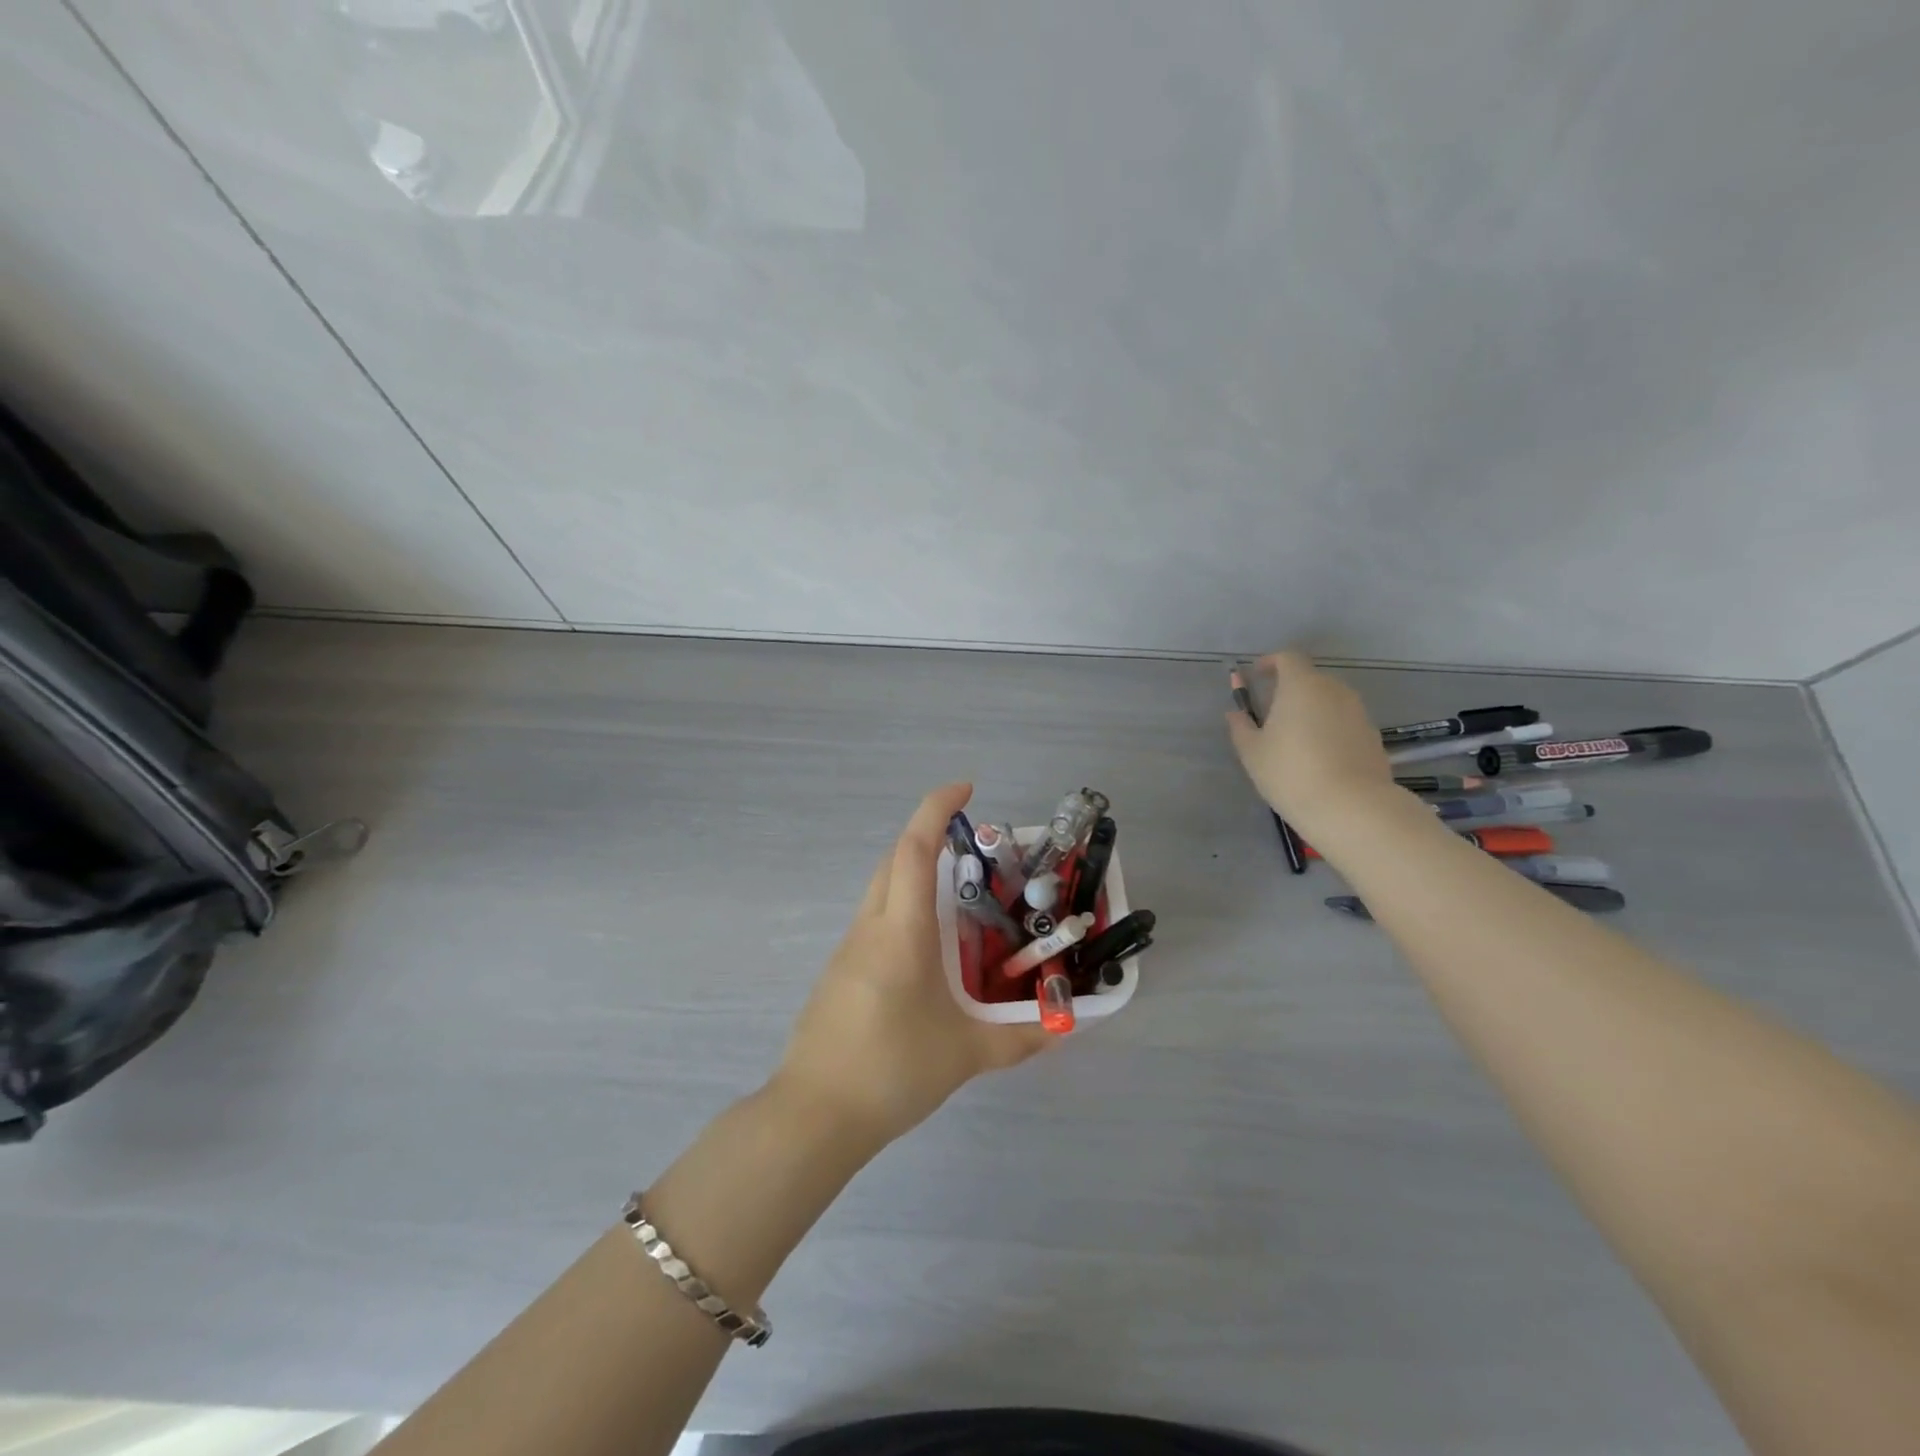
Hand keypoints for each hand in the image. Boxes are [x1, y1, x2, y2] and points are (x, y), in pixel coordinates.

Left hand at [776, 783, 1049, 1148]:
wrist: (814, 1114)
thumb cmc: (892, 1070)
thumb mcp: (966, 1054)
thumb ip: (1020, 1038)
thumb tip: (1063, 1027)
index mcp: (901, 930)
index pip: (915, 848)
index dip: (937, 807)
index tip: (966, 788)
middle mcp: (871, 926)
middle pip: (894, 858)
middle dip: (928, 835)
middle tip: (971, 845)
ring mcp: (848, 948)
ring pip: (881, 887)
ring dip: (914, 872)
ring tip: (958, 896)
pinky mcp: (839, 971)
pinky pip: (874, 919)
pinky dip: (901, 907)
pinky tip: (926, 948)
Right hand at [1226, 650, 1395, 839]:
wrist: (1351, 807)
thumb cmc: (1290, 772)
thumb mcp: (1252, 752)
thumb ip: (1241, 726)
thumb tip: (1236, 712)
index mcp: (1301, 685)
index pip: (1288, 658)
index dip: (1270, 663)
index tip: (1256, 676)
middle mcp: (1334, 690)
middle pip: (1310, 679)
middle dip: (1290, 690)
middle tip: (1272, 715)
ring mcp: (1358, 712)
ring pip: (1330, 701)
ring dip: (1312, 711)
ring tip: (1295, 740)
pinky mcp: (1373, 736)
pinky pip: (1345, 723)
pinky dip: (1330, 730)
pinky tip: (1319, 758)